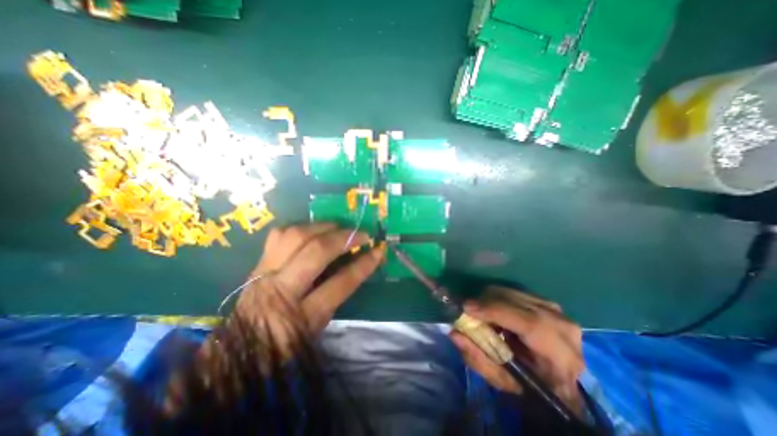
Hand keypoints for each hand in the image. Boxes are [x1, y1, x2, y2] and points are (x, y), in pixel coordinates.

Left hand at [236, 225, 382, 349]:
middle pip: (315, 252)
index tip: (378, 251)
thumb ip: (337, 295)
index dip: (363, 265)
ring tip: (337, 228)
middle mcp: (280, 290)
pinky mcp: (257, 262)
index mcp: (300, 317)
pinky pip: (280, 234)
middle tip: (361, 234)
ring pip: (295, 236)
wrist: (236, 350)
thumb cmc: (284, 344)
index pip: (339, 283)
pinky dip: (301, 227)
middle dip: (343, 238)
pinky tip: (312, 230)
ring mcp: (265, 272)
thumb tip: (358, 263)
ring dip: (322, 227)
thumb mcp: (318, 327)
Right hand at [450, 287, 581, 415]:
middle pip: (517, 301)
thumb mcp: (502, 381)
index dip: (495, 311)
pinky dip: (498, 297)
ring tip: (482, 313)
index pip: (530, 323)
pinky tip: (495, 310)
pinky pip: (514, 290)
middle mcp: (563, 326)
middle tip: (469, 311)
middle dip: (487, 302)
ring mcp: (556, 309)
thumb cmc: (530, 385)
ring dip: (491, 299)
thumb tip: (454, 333)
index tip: (467, 308)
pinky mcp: (546, 300)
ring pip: (512, 291)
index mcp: (561, 356)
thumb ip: (478, 358)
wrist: (557, 379)